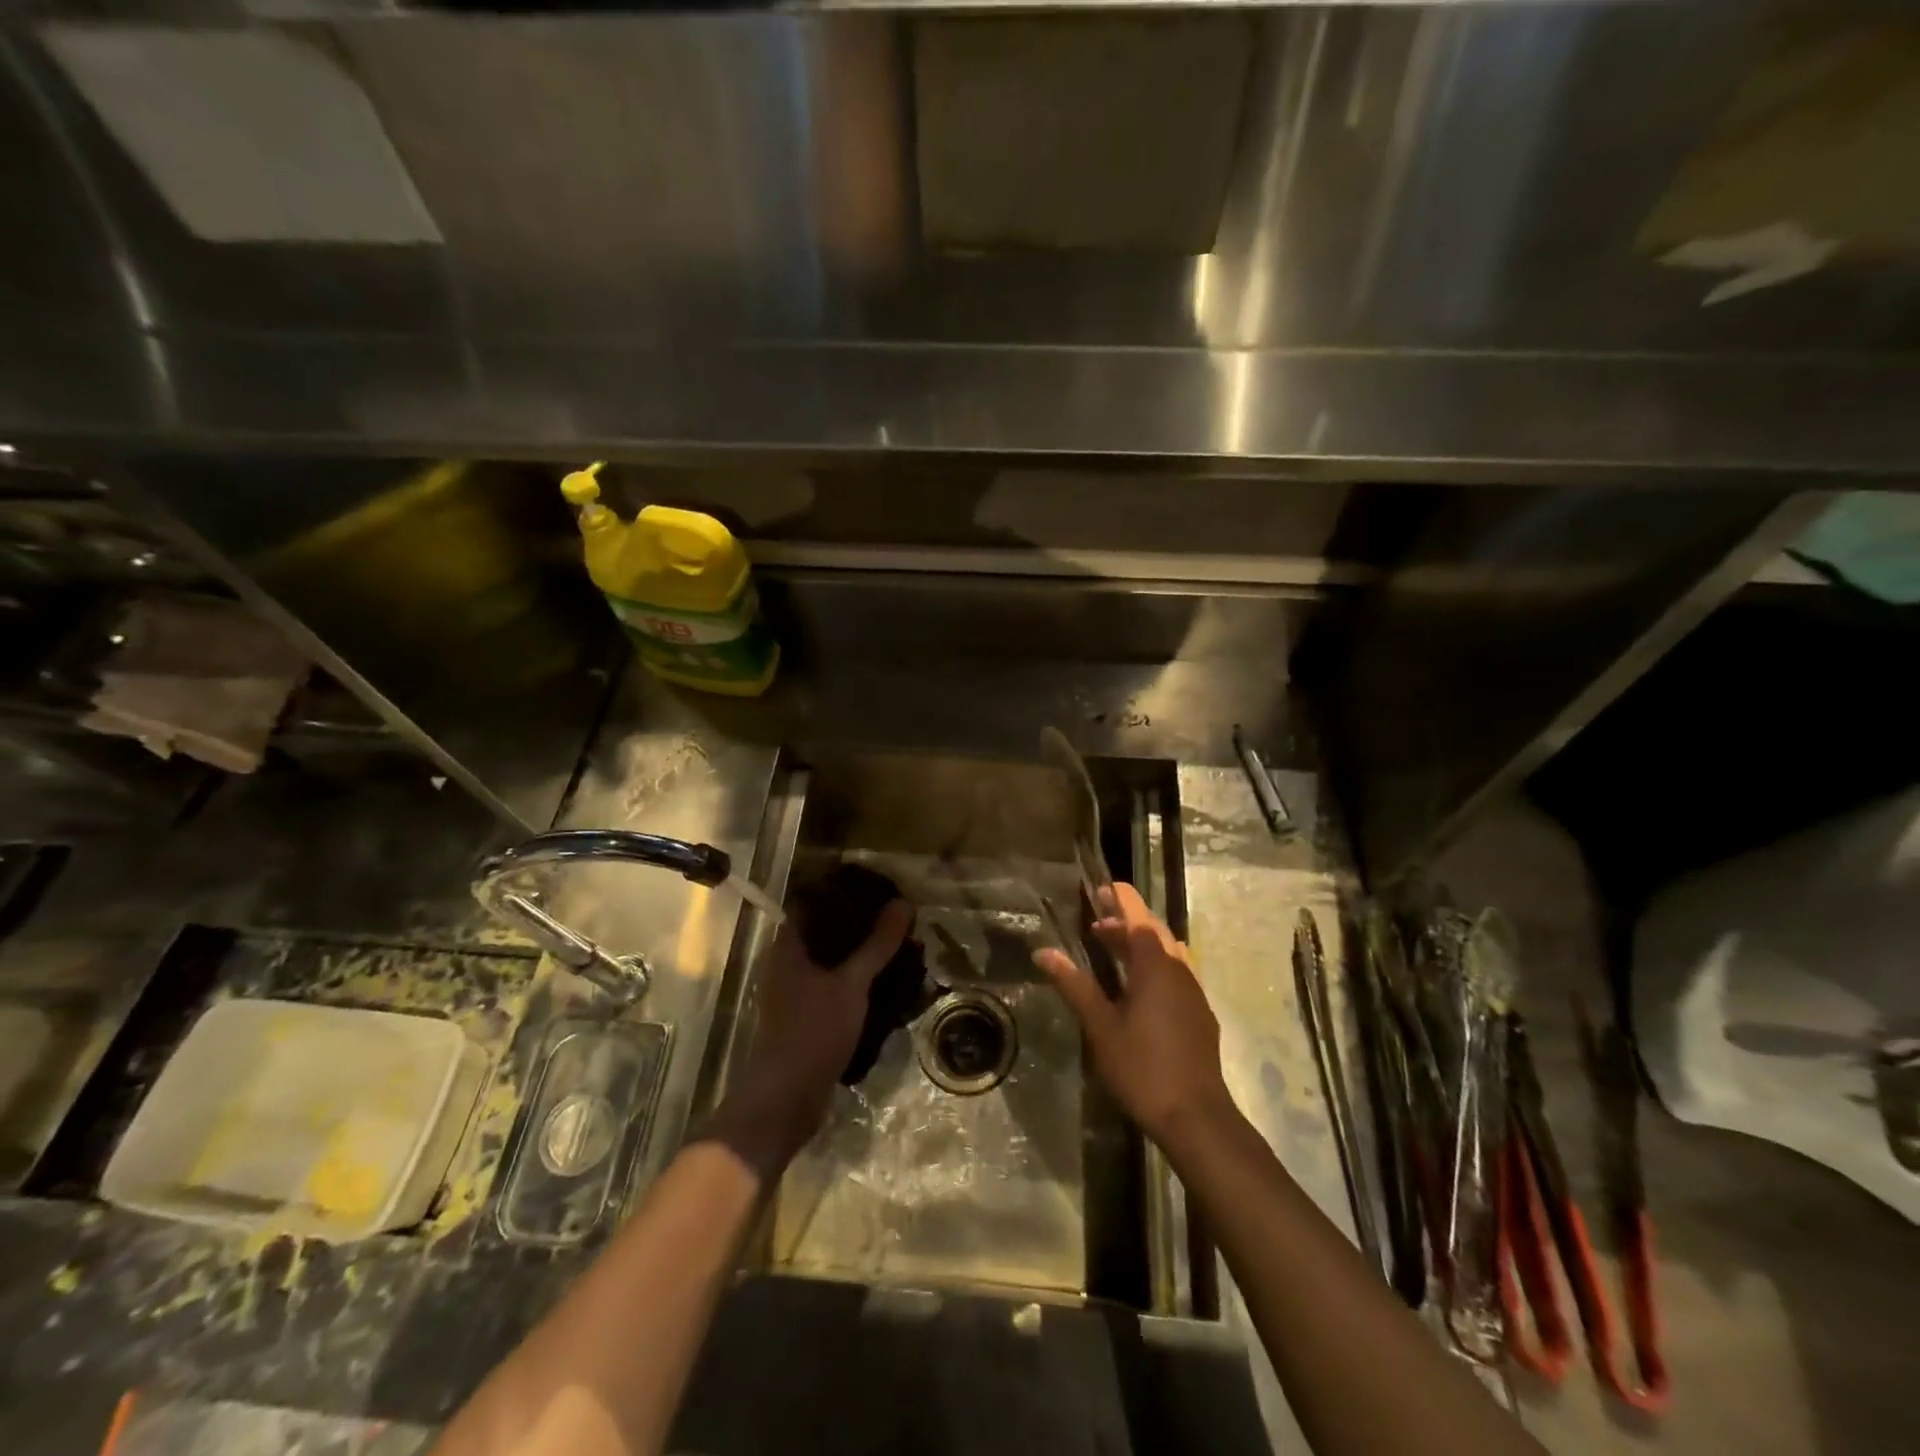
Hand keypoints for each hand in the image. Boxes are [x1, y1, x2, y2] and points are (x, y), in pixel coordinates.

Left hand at [707, 900, 911, 1176]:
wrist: (786, 1099)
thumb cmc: (812, 1031)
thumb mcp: (851, 984)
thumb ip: (877, 945)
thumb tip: (902, 903)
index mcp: (787, 947)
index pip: (815, 906)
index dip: (845, 895)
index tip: (879, 892)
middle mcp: (786, 965)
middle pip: (827, 935)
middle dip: (861, 929)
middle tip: (897, 922)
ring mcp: (795, 994)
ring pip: (833, 964)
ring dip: (862, 958)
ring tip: (898, 950)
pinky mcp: (806, 1018)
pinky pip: (835, 988)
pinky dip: (858, 983)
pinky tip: (886, 984)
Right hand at [1034, 882, 1235, 1146]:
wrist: (1196, 1116)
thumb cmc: (1142, 1066)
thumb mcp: (1100, 1025)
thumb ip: (1074, 985)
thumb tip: (1044, 952)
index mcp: (1156, 965)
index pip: (1138, 915)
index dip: (1120, 898)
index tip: (1099, 887)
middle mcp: (1179, 969)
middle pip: (1153, 930)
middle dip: (1125, 920)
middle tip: (1095, 920)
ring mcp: (1193, 991)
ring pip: (1166, 952)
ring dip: (1138, 943)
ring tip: (1108, 948)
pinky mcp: (1198, 1013)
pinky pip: (1174, 972)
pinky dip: (1152, 964)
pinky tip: (1134, 986)